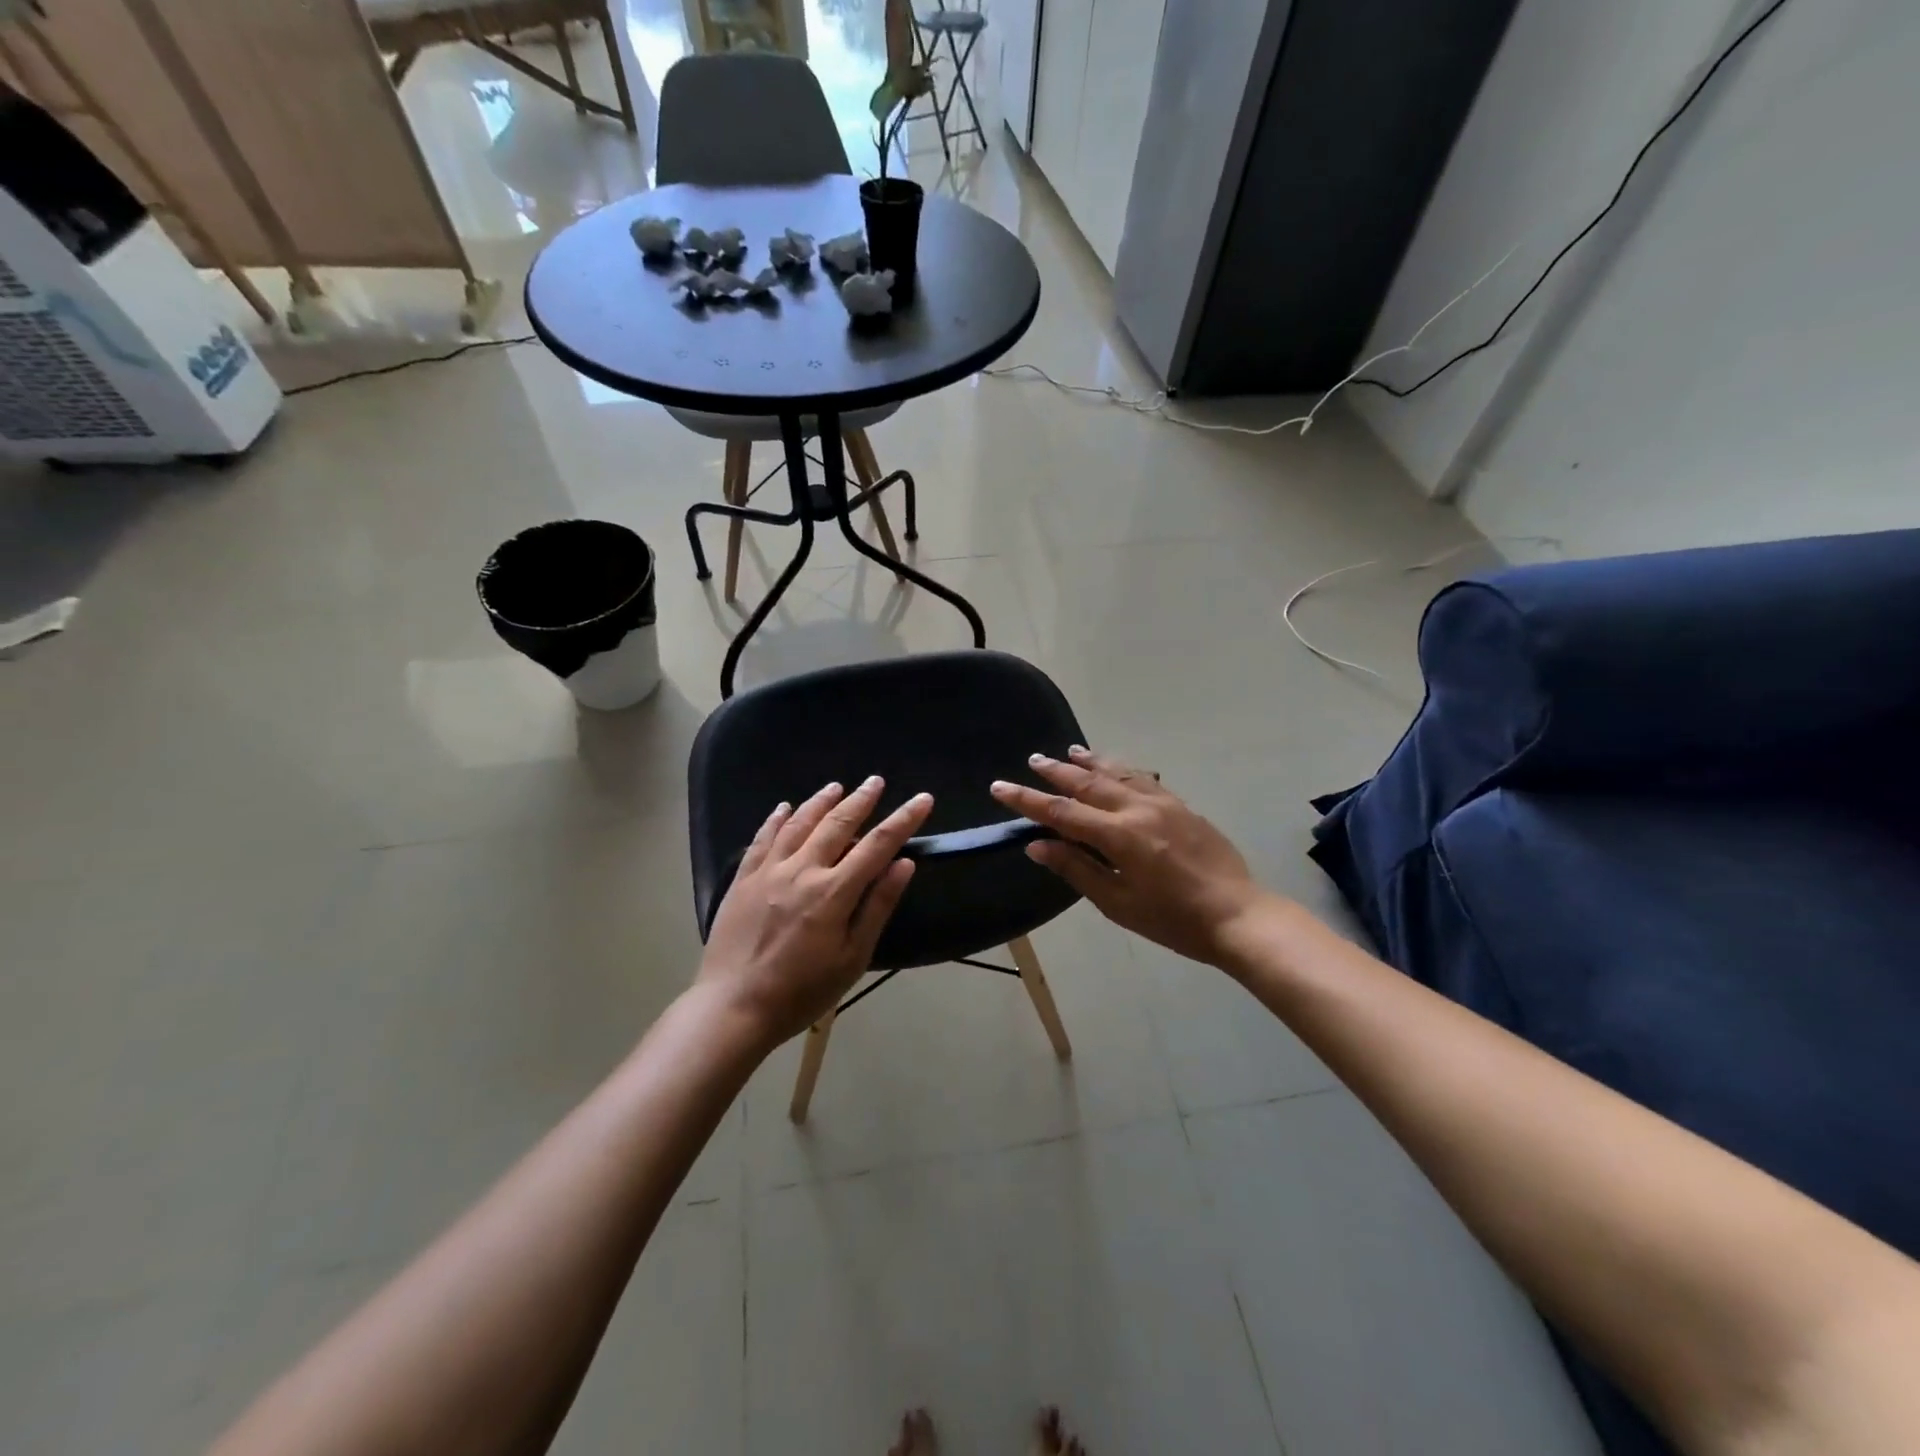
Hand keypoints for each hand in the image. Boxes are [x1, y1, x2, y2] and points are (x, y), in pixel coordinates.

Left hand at [696, 777, 933, 1046]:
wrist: (733, 1007)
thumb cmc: (802, 991)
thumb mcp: (852, 958)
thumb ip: (877, 906)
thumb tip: (904, 864)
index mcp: (834, 892)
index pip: (878, 844)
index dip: (903, 819)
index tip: (922, 799)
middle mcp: (802, 870)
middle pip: (838, 824)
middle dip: (861, 800)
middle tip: (875, 781)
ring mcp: (769, 871)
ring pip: (799, 823)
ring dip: (821, 801)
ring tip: (837, 786)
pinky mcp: (743, 879)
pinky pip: (762, 838)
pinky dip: (776, 819)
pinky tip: (785, 808)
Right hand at [991, 747, 1271, 967]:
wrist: (1237, 915)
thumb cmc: (1172, 920)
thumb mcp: (1118, 902)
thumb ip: (1077, 869)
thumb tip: (1038, 845)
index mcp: (1118, 835)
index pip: (1061, 811)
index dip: (1027, 799)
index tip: (1000, 787)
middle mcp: (1138, 810)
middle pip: (1088, 782)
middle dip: (1056, 771)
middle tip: (1033, 759)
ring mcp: (1164, 804)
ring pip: (1118, 773)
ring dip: (1090, 761)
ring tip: (1069, 752)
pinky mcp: (1182, 807)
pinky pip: (1144, 778)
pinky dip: (1122, 769)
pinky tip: (1116, 768)